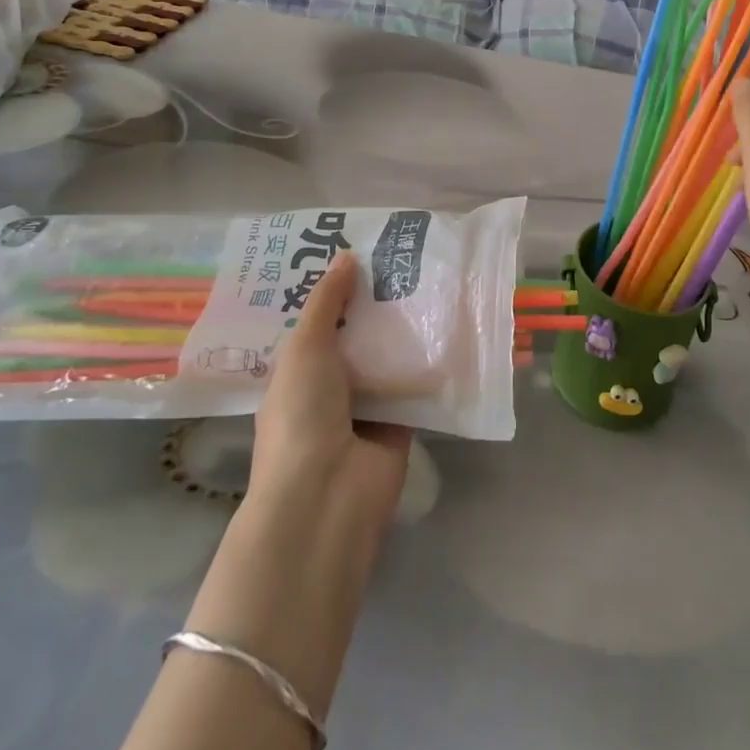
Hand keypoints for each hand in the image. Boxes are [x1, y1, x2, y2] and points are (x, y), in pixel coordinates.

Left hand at [251, 250, 411, 541]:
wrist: (327, 497)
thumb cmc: (301, 416)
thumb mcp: (305, 348)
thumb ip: (326, 303)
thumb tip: (346, 256)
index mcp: (298, 372)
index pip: (319, 323)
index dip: (336, 291)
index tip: (360, 252)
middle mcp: (331, 388)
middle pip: (357, 337)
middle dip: (376, 304)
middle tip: (405, 259)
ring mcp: (366, 408)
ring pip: (388, 358)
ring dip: (405, 329)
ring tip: (433, 280)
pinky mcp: (401, 424)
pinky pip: (416, 385)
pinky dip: (429, 362)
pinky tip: (450, 324)